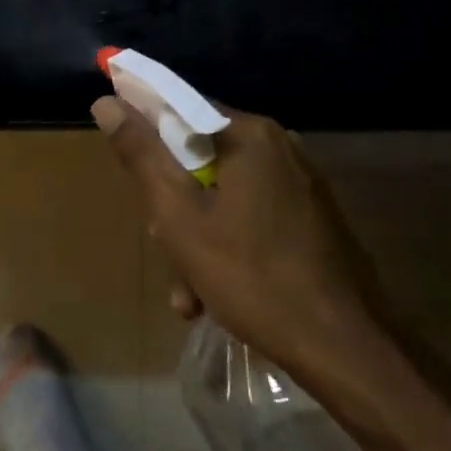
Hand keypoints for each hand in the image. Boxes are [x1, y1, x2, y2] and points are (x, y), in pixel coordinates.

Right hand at [90, 97, 386, 371]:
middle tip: (162, 246)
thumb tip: (106, 102)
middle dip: (173, 205)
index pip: (179, 107)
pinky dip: (227, 245)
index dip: (145, 133)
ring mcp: (300, 182)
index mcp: (248, 134)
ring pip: (223, 193)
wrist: (344, 347)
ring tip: (188, 295)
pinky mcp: (311, 215)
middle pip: (200, 157)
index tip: (130, 172)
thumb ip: (141, 155)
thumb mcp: (178, 217)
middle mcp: (279, 146)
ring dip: (195, 237)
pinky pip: (251, 214)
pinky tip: (215, 296)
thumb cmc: (251, 277)